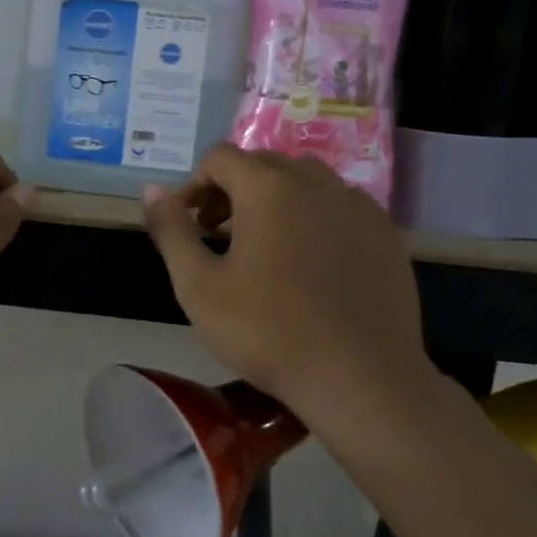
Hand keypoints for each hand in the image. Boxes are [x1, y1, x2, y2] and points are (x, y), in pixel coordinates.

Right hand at [141, 145, 435, 435]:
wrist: (361, 379)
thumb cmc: (268, 332)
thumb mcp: (198, 286)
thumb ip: (171, 230)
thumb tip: (151, 189)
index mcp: (267, 188)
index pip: (220, 158)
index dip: (195, 186)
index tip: (190, 226)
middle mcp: (315, 182)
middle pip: (262, 164)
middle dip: (232, 190)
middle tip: (219, 237)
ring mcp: (357, 206)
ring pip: (304, 180)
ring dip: (275, 198)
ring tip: (265, 246)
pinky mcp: (385, 234)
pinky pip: (339, 205)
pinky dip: (314, 216)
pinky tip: (311, 262)